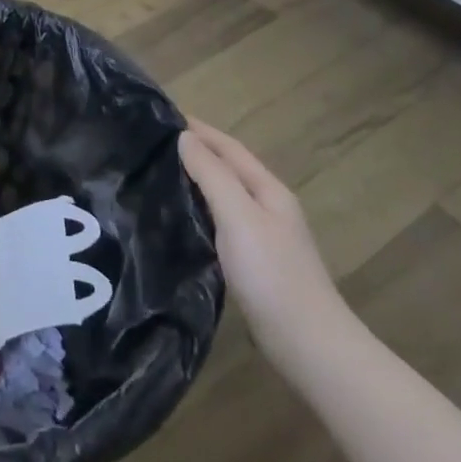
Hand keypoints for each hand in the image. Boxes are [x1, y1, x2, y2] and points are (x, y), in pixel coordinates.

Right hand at [178, 117, 349, 369]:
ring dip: (197, 179)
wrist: (308, 345)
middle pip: (229, 169)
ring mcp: (264, 237)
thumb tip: (185, 138)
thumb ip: (212, 175)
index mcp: (269, 191)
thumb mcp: (239, 216)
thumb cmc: (272, 274)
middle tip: (153, 144)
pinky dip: (200, 209)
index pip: (230, 148)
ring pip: (224, 195)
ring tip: (160, 174)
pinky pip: (221, 221)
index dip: (200, 130)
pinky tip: (181, 218)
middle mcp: (269, 208)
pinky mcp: (254, 263)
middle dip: (196, 151)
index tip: (163, 116)